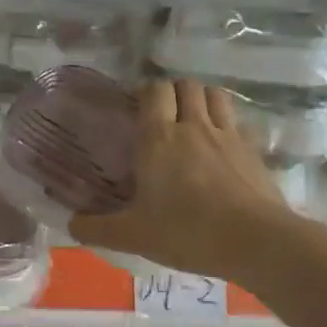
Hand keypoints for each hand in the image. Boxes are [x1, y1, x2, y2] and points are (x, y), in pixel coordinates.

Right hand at [70, 77, 298, 278]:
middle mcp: (193, 126)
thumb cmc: (186, 232)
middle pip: (185, 85)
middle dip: (171, 92)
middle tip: (160, 115)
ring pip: (214, 95)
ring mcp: (227, 135)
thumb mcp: (132, 236)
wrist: (255, 241)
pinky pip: (236, 121)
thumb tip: (71, 224)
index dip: (144, 93)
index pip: (153, 91)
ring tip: (190, 121)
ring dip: (200, 99)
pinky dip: (225, 123)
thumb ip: (97, 229)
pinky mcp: (253, 150)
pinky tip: (219, 146)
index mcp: (158, 139)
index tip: (134, 109)